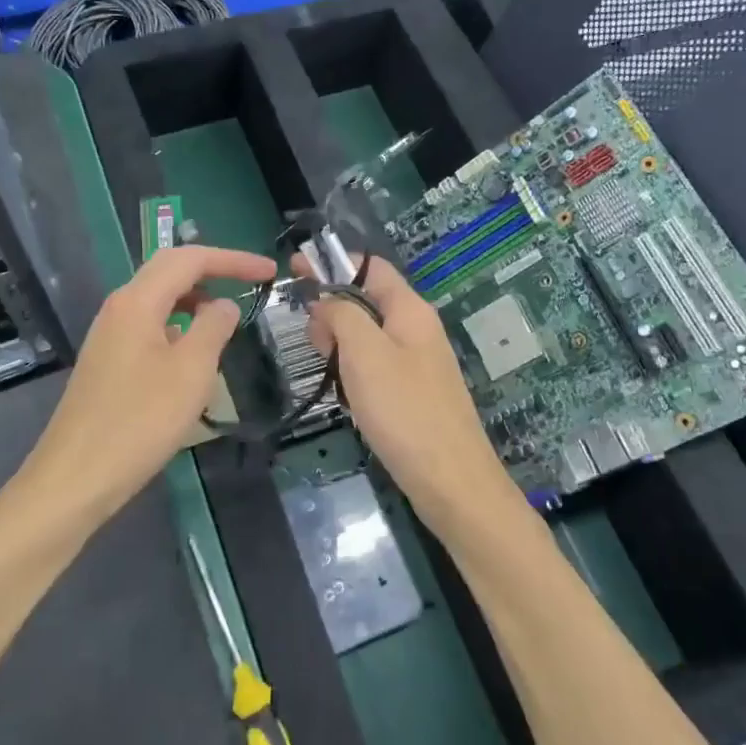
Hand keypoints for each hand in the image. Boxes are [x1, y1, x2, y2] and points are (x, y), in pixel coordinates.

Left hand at [30, 245, 275, 517]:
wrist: (76, 476)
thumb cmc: (140, 422)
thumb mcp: (191, 372)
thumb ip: (213, 328)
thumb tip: (224, 305)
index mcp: (137, 301)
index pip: (190, 259)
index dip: (233, 260)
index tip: (269, 271)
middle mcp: (119, 308)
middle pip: (170, 271)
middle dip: (214, 271)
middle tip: (252, 283)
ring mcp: (109, 335)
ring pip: (158, 299)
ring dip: (195, 300)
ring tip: (227, 320)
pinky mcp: (107, 361)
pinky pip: (149, 326)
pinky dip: (178, 326)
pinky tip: (192, 355)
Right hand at [302, 255, 523, 536]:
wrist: (451, 481)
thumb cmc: (404, 409)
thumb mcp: (364, 352)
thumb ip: (341, 315)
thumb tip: (325, 301)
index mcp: (410, 310)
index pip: (370, 267)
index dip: (332, 263)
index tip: (294, 268)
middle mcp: (416, 329)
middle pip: (366, 300)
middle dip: (332, 310)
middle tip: (312, 339)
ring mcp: (417, 362)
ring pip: (368, 336)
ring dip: (340, 343)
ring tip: (326, 367)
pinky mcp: (413, 392)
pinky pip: (375, 365)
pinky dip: (353, 369)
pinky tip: (345, 393)